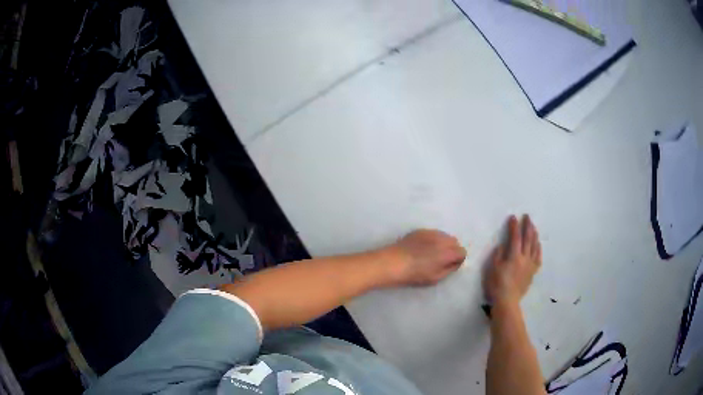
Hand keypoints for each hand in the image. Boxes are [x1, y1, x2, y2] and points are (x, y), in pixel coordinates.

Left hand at [384, 229, 466, 286]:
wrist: (393, 262)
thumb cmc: (415, 274)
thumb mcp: (435, 278)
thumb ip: (449, 269)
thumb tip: (455, 263)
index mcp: (448, 252)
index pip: (462, 252)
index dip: (458, 259)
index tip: (450, 265)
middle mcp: (442, 239)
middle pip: (455, 242)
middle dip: (452, 250)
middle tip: (442, 260)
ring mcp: (431, 232)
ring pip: (444, 236)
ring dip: (443, 243)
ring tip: (432, 253)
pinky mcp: (421, 230)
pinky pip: (433, 233)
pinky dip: (433, 239)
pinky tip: (423, 248)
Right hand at [484, 215, 541, 305]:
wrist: (507, 301)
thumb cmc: (497, 285)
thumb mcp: (492, 268)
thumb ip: (498, 255)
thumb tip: (503, 245)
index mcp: (514, 256)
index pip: (515, 237)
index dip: (514, 226)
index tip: (513, 217)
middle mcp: (524, 258)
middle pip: (528, 239)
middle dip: (527, 226)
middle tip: (527, 217)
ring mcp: (530, 265)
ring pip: (534, 246)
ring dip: (534, 235)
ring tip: (533, 227)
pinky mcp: (533, 272)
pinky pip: (538, 257)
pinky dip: (538, 249)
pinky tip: (538, 244)